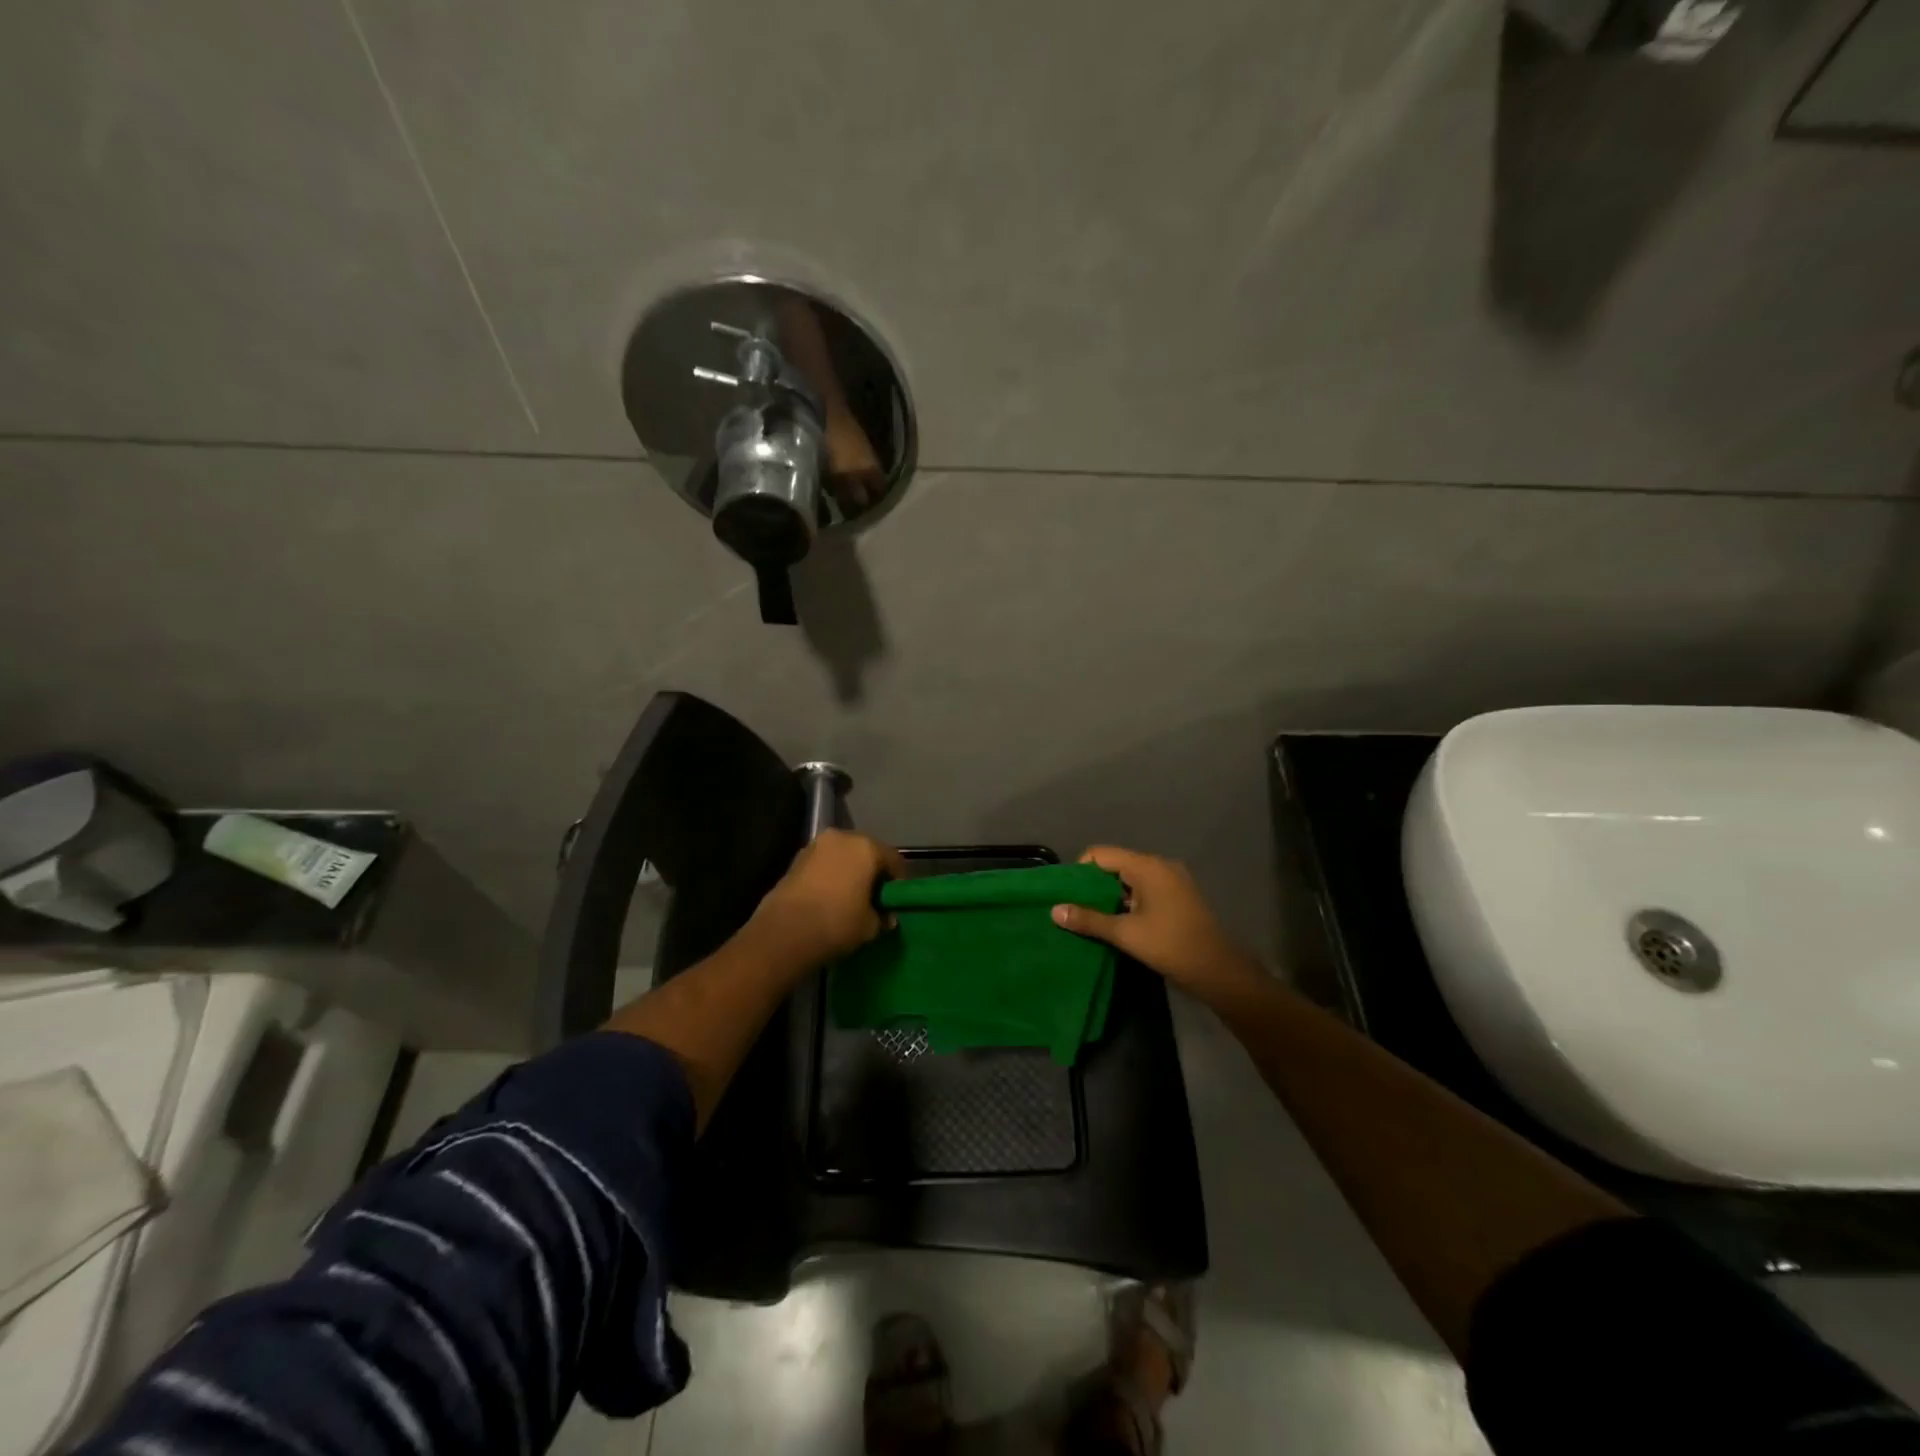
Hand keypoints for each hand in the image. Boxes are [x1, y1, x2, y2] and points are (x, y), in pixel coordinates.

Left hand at [752, 829, 907, 968]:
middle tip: (872, 898)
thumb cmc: (837, 923)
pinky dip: (829, 876)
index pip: (894, 859)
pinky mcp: (795, 859)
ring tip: (848, 899)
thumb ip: (882, 917)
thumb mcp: (870, 926)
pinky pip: (823, 864)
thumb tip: (886, 918)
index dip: (897, 882)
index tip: (893, 902)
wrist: (784, 933)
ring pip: (842, 856)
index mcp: (867, 847)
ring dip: (848, 872)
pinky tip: (827, 899)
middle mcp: (842, 838)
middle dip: (871, 872)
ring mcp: (815, 846)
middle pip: (866, 852)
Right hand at [1051, 846, 1262, 1000]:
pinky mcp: (1178, 896)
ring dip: (1110, 895)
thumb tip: (1054, 910)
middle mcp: (1160, 865)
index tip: (1066, 895)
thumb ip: (1088, 919)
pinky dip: (1128, 901)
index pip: (1100, 854)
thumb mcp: (1125, 934)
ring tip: (1091, 918)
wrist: (1219, 971)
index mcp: (1146, 866)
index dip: (1079, 871)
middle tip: (1074, 908)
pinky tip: (1118, 922)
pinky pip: (1144, 889)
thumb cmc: (1170, 946)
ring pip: (1129, 878)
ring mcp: (1172, 880)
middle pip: (1114, 864)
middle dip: (1093, 885)